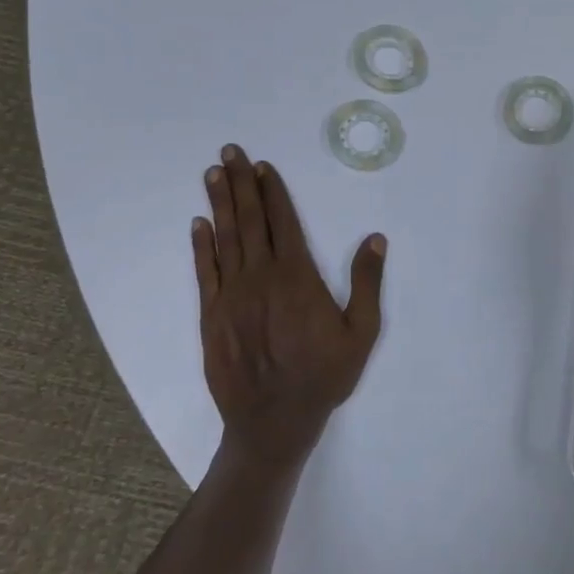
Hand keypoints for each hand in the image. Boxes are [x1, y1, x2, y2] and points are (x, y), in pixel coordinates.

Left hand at [192, 145, 386, 466]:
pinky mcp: (212, 315)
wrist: (273, 422)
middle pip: (250, 221)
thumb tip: (375, 238)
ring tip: (213, 173)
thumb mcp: (362, 332)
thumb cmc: (324, 375)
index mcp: (298, 277)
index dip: (272, 191)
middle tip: (229, 151)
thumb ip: (368, 283)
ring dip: (219, 203)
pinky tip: (198, 224)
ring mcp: (232, 295)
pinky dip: (201, 245)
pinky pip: (205, 272)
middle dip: (240, 183)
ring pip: (225, 238)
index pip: (284, 222)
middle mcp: (261, 277)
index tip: (263, 165)